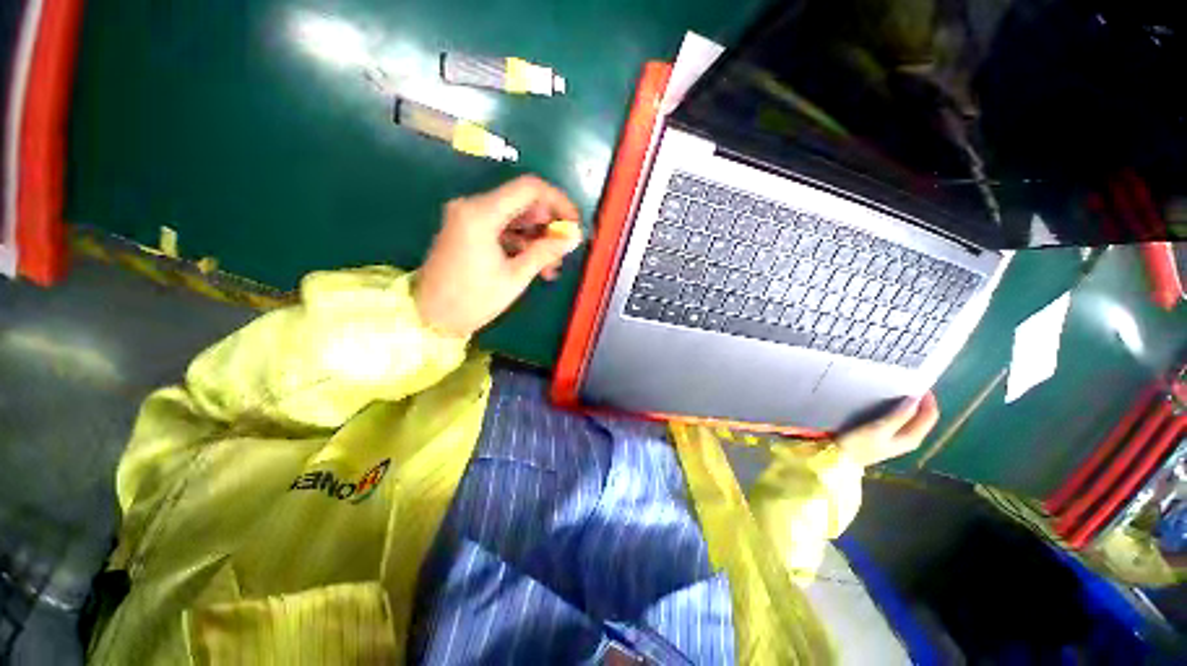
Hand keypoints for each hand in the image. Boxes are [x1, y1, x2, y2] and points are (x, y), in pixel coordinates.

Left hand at [415, 176, 582, 337]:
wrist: (430, 318)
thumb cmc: (473, 300)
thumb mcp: (515, 277)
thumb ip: (546, 251)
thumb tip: (573, 236)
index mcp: (481, 213)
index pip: (529, 189)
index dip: (558, 202)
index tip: (574, 223)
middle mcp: (472, 207)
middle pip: (522, 202)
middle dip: (548, 224)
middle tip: (564, 249)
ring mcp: (468, 218)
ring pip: (515, 217)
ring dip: (537, 237)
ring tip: (552, 265)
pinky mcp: (468, 230)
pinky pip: (502, 228)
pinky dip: (521, 243)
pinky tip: (536, 265)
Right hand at [836, 393, 939, 466]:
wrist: (840, 459)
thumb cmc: (858, 444)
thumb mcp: (877, 429)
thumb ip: (898, 416)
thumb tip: (915, 399)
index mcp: (912, 437)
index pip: (930, 415)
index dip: (928, 399)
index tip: (917, 382)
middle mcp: (910, 439)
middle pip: (924, 417)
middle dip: (920, 401)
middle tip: (907, 383)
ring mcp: (899, 439)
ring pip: (913, 418)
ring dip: (910, 405)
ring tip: (898, 390)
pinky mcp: (887, 437)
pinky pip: (902, 421)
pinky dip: (900, 410)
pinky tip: (888, 404)